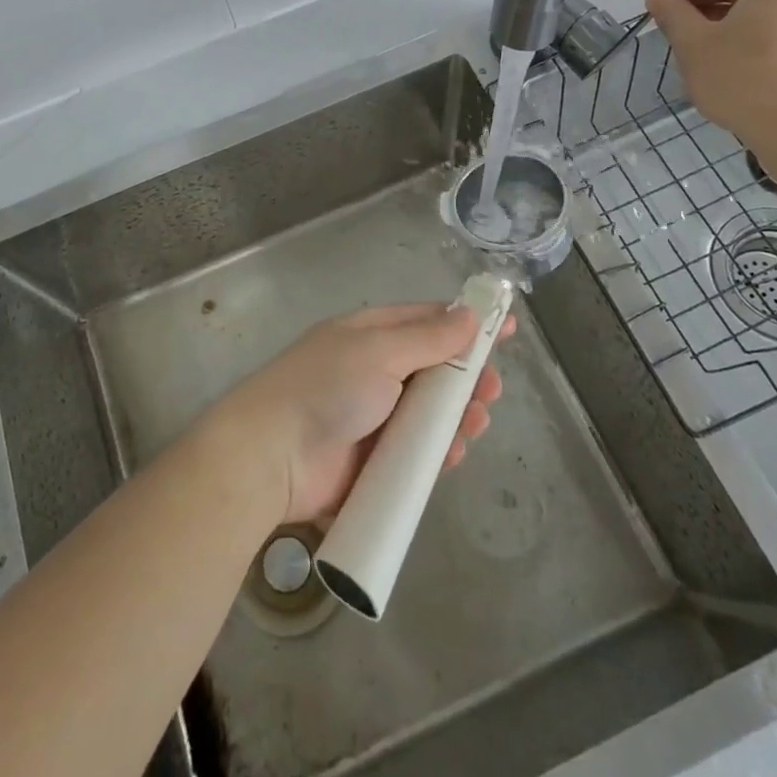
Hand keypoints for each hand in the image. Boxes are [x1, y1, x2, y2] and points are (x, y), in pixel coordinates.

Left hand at [214, 302, 514, 525]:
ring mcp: (372, 417)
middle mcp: (372, 371)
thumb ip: (427, 338)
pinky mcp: (372, 461)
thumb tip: (469, 315)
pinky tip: (453, 454)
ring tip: (476, 423)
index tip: (505, 328)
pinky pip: (415, 452)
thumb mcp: (379, 352)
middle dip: (466, 377)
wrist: (271, 456)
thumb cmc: (326, 389)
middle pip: (432, 369)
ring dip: (456, 416)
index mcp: (369, 335)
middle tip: (492, 390)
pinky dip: (437, 451)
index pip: (426, 321)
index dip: (465, 323)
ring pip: (428, 413)